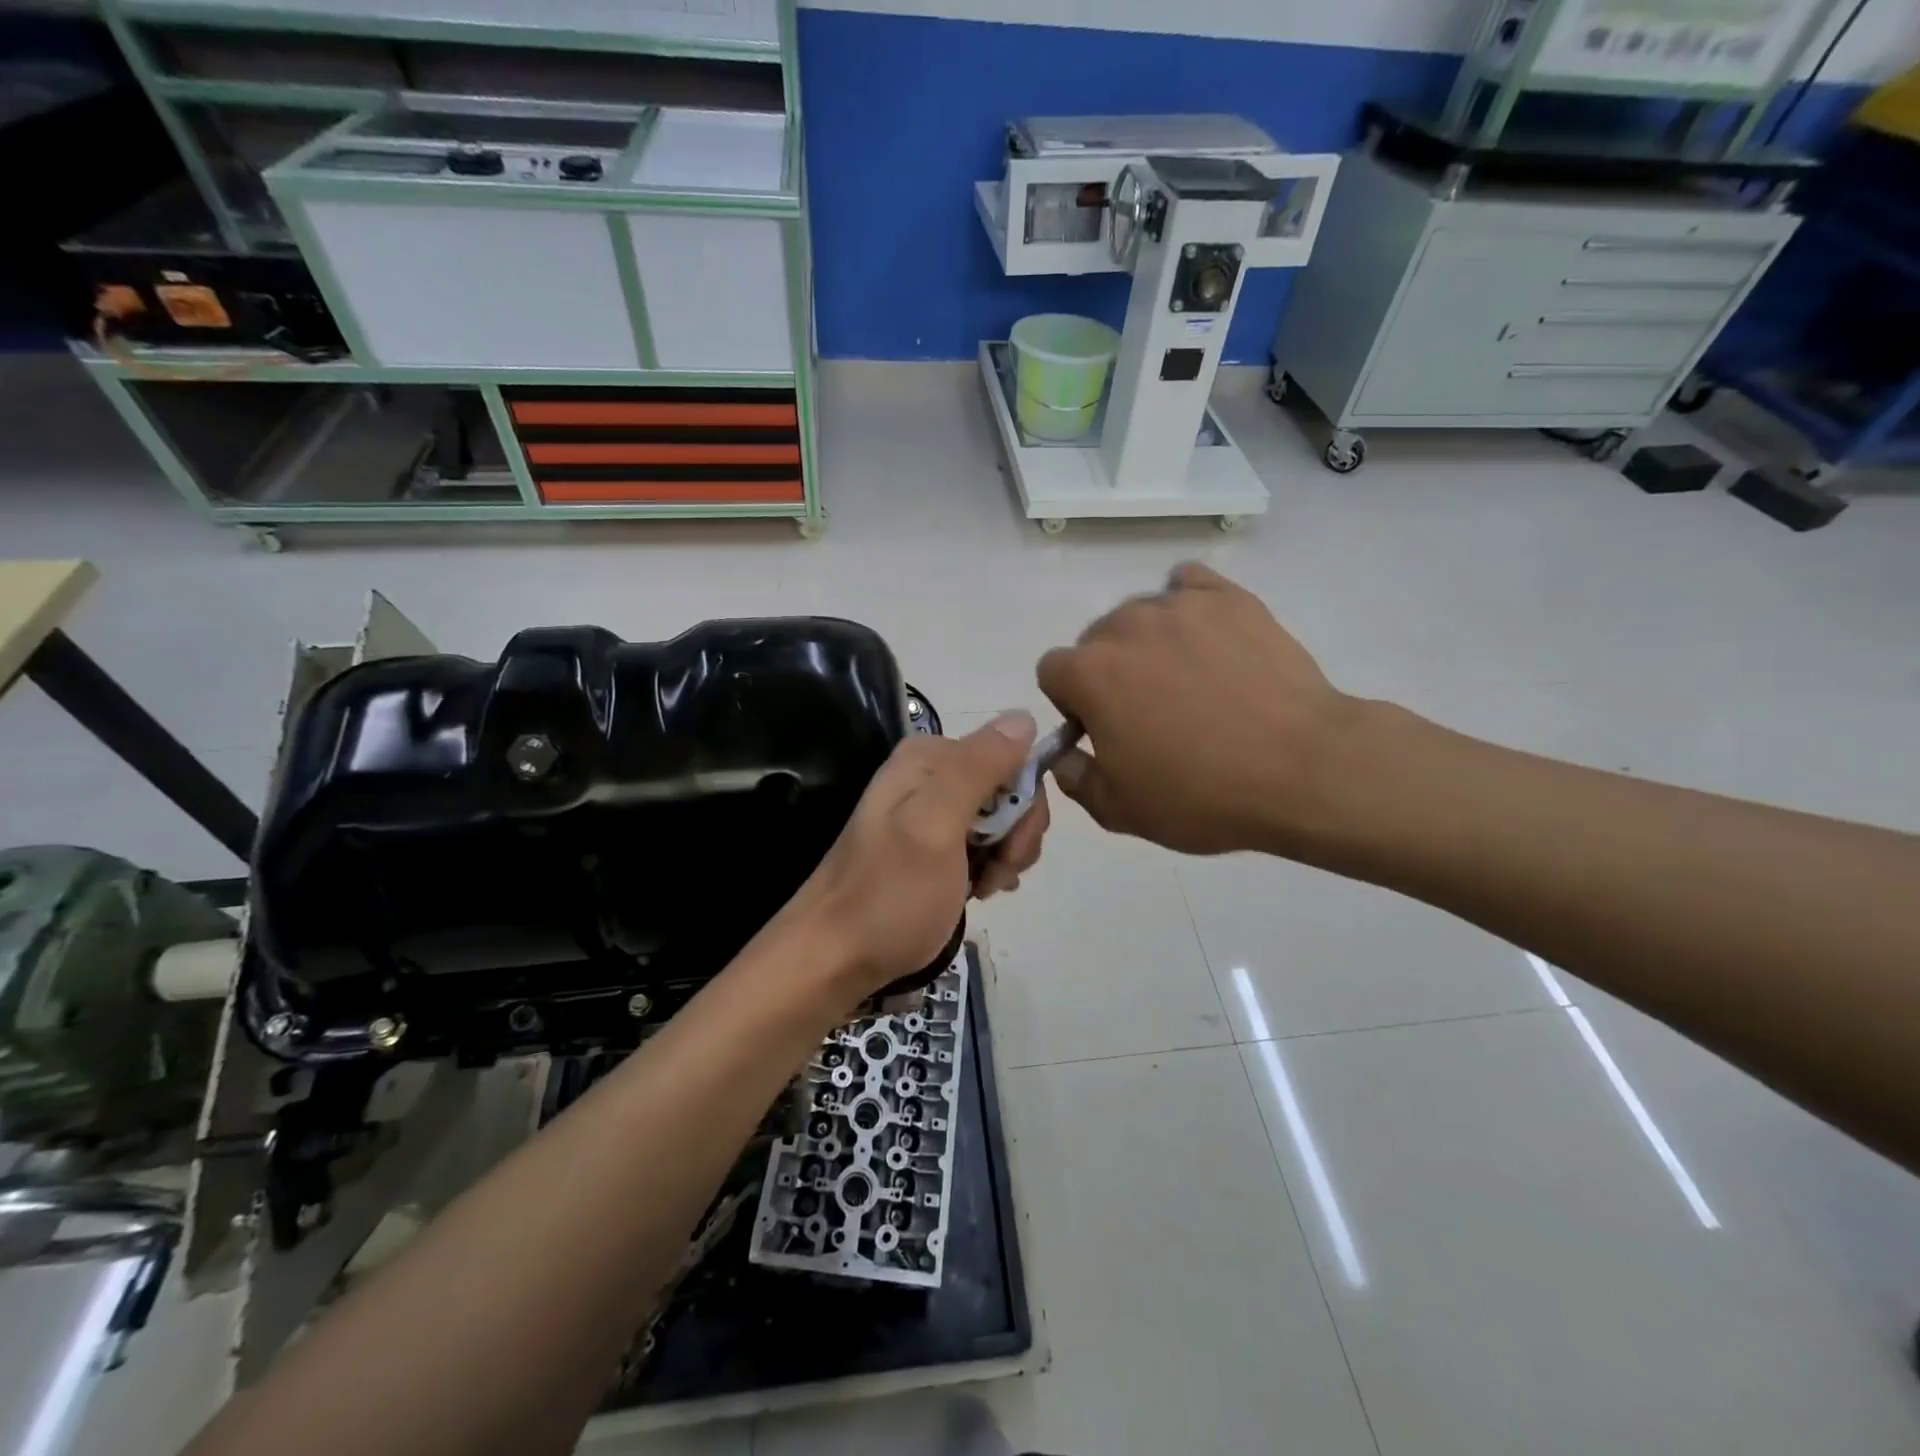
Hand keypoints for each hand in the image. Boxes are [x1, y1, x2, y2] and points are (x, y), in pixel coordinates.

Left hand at [791, 712, 1049, 1000]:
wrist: (834, 958)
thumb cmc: (889, 894)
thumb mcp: (936, 826)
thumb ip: (979, 769)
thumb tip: (1025, 715)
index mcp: (928, 758)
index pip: (1010, 758)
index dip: (1023, 804)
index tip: (1010, 848)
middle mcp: (928, 775)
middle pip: (1007, 790)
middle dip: (1015, 834)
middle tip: (995, 875)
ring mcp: (928, 812)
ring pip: (999, 820)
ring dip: (1004, 856)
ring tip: (982, 889)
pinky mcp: (930, 846)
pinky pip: (981, 843)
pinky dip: (989, 868)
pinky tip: (978, 892)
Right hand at [1037, 563, 1355, 855]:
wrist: (1302, 770)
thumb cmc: (1201, 795)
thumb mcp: (1120, 810)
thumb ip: (1074, 778)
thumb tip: (1063, 755)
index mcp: (1089, 674)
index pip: (1052, 671)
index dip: (1072, 702)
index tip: (1102, 729)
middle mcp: (1124, 626)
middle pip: (1095, 639)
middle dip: (1109, 671)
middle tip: (1151, 711)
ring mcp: (1179, 606)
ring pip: (1141, 614)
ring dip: (1148, 643)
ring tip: (1190, 680)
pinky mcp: (1230, 598)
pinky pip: (1189, 584)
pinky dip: (1188, 606)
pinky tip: (1207, 637)